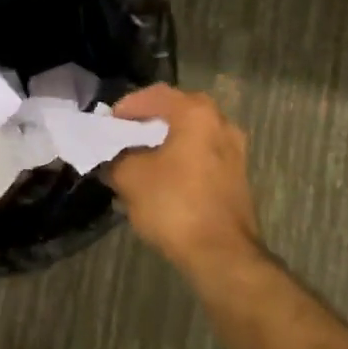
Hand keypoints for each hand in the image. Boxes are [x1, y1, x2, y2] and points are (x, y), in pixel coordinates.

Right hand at [107, 84, 259, 272]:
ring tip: (141, 157)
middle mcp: (221, 123)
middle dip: (150, 120)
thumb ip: (115, 159)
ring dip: (167, 141)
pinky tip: (163, 178)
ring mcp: (235, 151)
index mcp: (197, 114)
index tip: (110, 121)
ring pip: (193, 135)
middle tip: (125, 133)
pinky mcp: (237, 177)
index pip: (157, 95)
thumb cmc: (174, 204)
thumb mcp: (130, 178)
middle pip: (179, 111)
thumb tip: (111, 159)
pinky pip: (203, 156)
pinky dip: (182, 159)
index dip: (129, 105)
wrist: (222, 254)